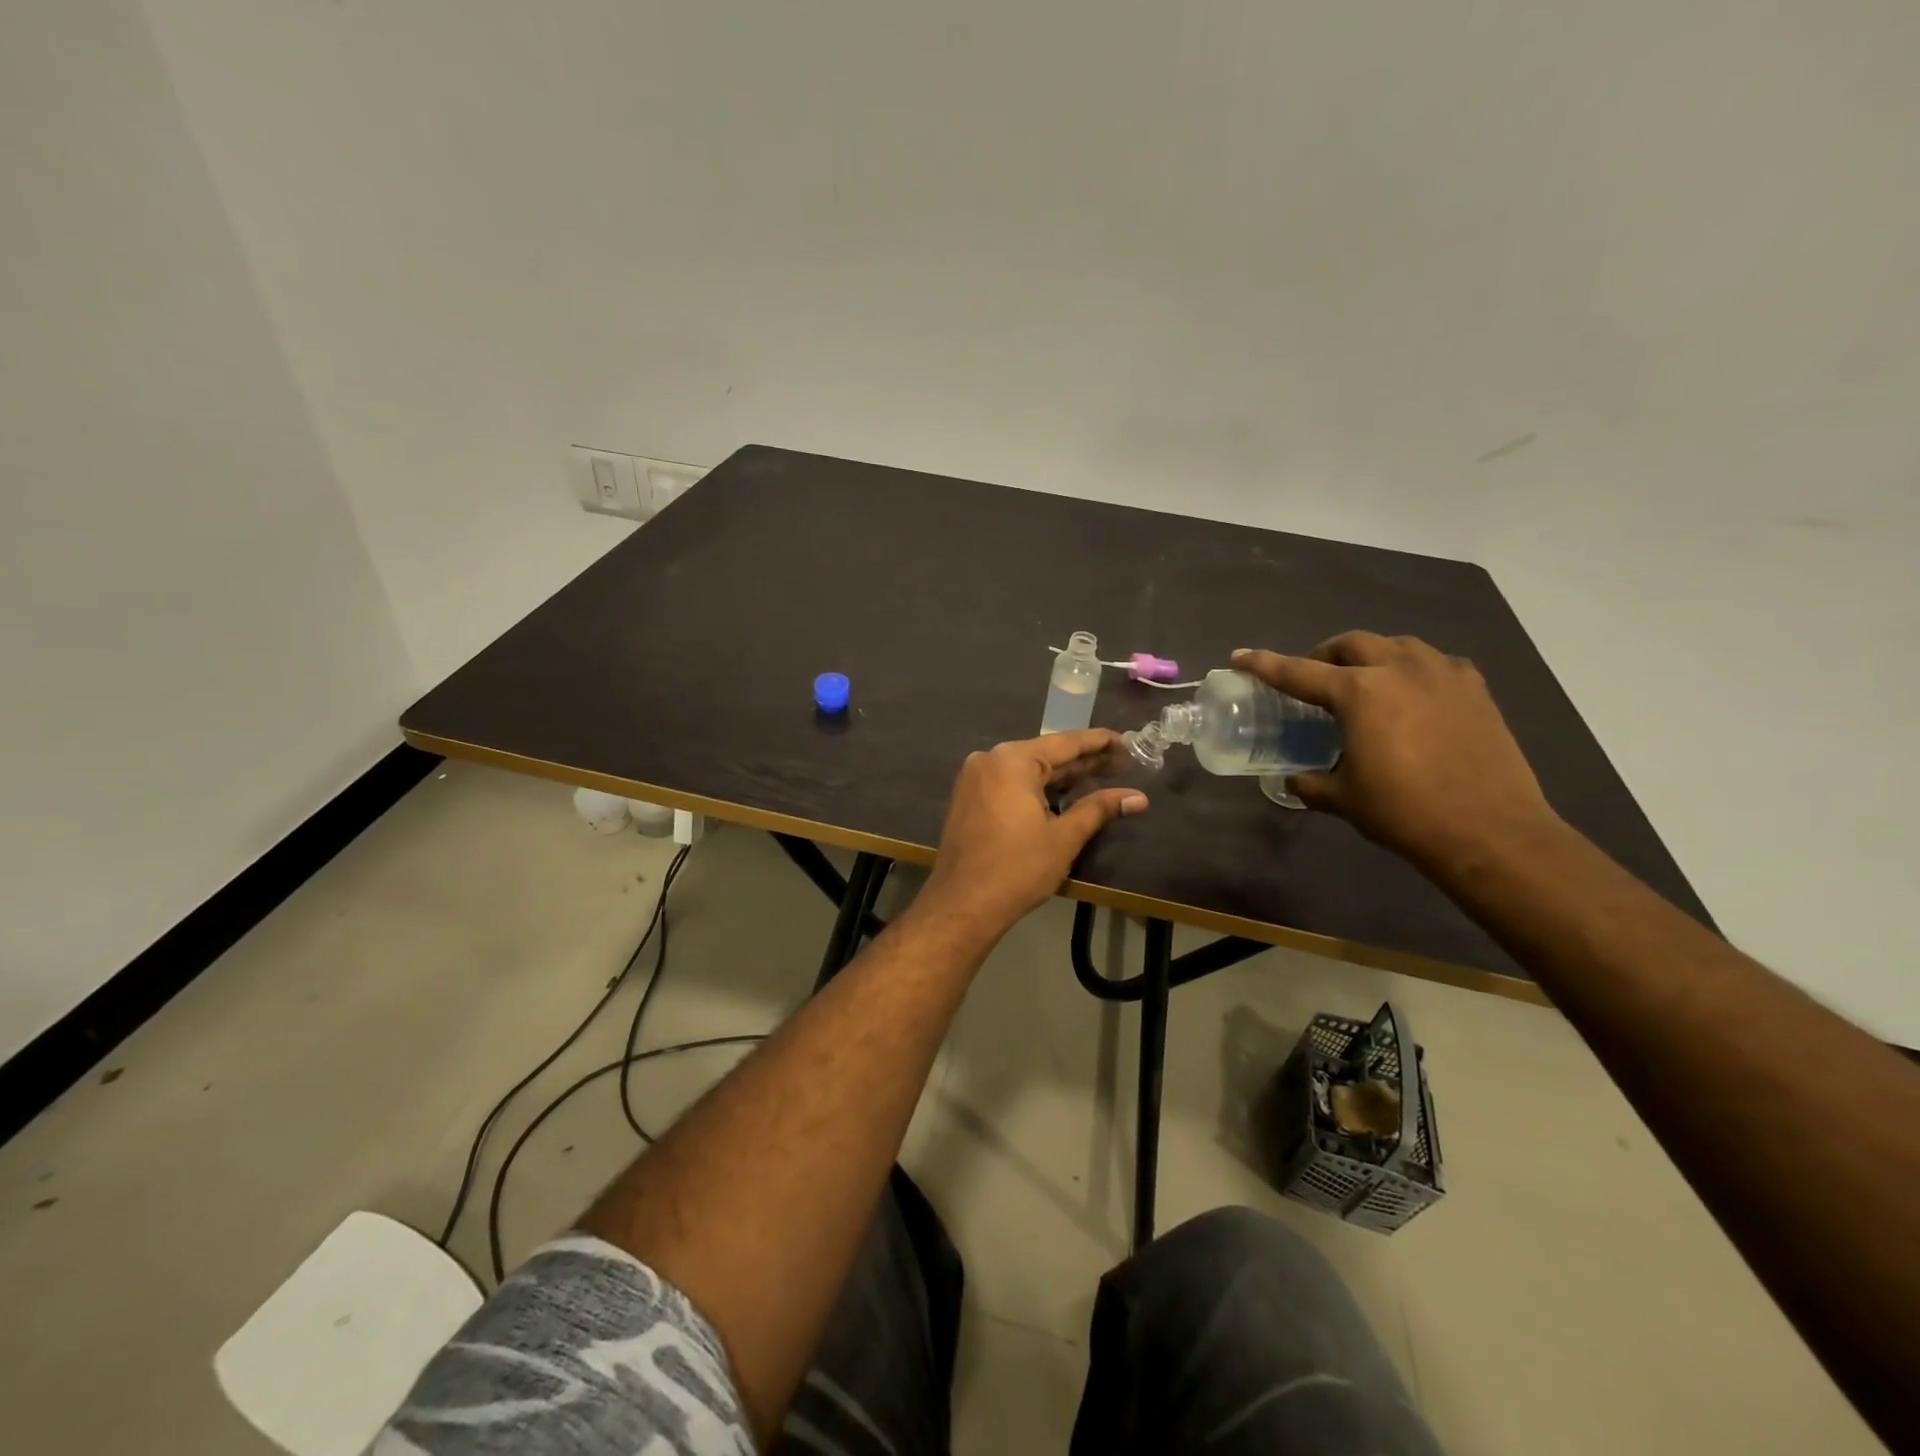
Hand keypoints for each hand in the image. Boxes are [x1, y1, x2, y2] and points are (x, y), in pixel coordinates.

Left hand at [919, 730, 1148, 936]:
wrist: (962, 904)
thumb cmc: (1017, 869)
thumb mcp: (1064, 837)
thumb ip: (1099, 809)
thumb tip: (1139, 797)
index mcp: (1012, 760)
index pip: (1065, 743)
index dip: (1100, 742)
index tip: (1128, 742)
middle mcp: (990, 759)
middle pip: (1045, 754)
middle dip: (1084, 761)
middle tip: (1123, 762)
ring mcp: (975, 778)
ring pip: (1028, 769)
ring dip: (1062, 776)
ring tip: (1102, 776)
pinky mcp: (969, 797)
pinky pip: (1010, 783)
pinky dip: (1038, 787)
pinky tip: (1064, 794)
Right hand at [1233, 634, 1559, 868]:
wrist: (1490, 832)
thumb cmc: (1405, 812)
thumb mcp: (1344, 799)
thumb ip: (1311, 783)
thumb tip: (1295, 780)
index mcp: (1359, 693)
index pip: (1298, 672)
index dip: (1264, 664)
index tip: (1240, 655)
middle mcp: (1400, 669)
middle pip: (1352, 644)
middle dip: (1324, 654)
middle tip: (1313, 676)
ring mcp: (1443, 674)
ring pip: (1396, 645)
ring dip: (1371, 655)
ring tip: (1364, 680)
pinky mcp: (1475, 689)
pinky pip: (1435, 663)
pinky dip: (1413, 669)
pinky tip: (1413, 693)